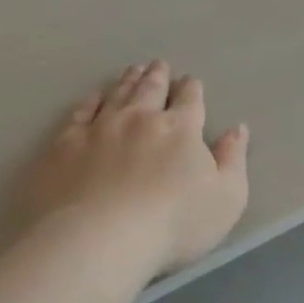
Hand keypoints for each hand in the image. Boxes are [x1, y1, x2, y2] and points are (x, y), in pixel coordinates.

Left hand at [23, 60, 249, 277]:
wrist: (100, 238)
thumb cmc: (173, 224)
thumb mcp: (226, 199)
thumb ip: (233, 160)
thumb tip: (237, 129)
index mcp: (180, 129)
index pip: (190, 100)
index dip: (192, 89)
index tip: (191, 82)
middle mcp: (139, 118)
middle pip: (150, 89)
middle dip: (158, 76)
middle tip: (159, 65)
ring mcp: (99, 128)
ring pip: (117, 94)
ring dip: (127, 81)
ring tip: (133, 70)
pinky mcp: (66, 144)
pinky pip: (80, 113)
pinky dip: (90, 101)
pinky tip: (93, 96)